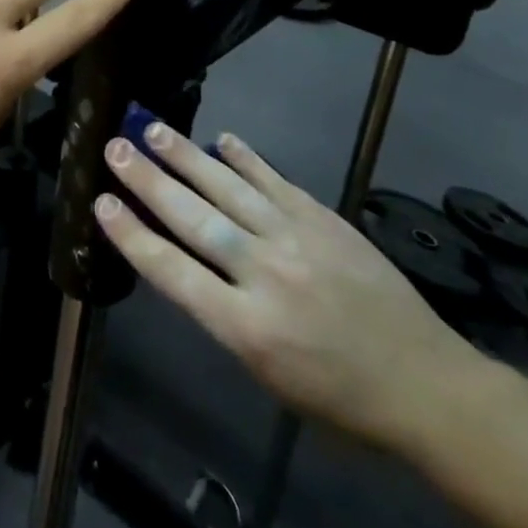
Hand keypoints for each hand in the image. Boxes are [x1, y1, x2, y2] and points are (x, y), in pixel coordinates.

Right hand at [94, 122, 489, 450]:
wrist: (425, 384)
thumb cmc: (338, 398)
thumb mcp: (266, 375)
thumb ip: (223, 316)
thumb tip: (188, 264)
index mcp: (245, 326)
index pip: (172, 271)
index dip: (131, 234)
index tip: (101, 202)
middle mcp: (264, 273)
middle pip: (193, 217)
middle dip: (148, 180)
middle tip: (115, 147)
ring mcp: (296, 238)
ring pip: (228, 188)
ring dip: (186, 156)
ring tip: (153, 129)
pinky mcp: (323, 219)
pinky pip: (275, 181)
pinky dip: (246, 158)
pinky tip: (222, 138)